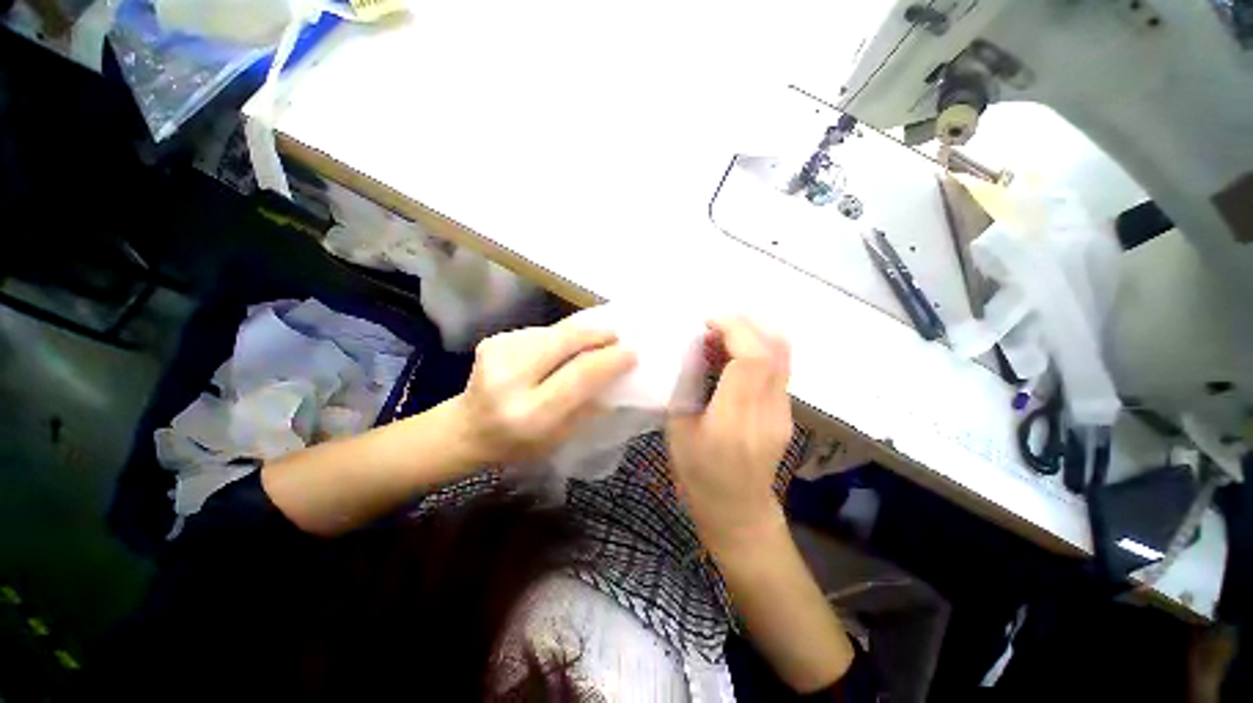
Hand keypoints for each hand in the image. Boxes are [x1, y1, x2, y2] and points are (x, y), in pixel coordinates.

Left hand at [456, 320, 635, 464]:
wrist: (466, 429)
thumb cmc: (518, 444)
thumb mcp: (560, 438)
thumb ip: (588, 406)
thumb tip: (616, 376)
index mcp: (531, 414)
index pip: (580, 375)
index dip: (609, 360)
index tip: (631, 352)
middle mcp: (510, 380)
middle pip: (565, 342)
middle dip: (597, 335)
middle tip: (616, 336)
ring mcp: (497, 355)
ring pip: (554, 332)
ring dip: (580, 333)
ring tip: (595, 339)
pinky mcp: (493, 340)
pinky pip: (540, 331)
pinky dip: (559, 336)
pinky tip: (565, 344)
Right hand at [666, 317, 792, 550]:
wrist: (738, 512)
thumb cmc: (698, 475)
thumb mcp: (678, 430)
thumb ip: (687, 387)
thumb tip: (696, 351)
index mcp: (733, 421)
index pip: (752, 359)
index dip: (735, 330)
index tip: (709, 322)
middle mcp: (767, 413)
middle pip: (776, 350)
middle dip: (746, 325)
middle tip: (715, 325)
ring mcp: (783, 413)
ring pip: (783, 356)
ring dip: (755, 335)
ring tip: (723, 337)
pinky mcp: (786, 413)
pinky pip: (778, 369)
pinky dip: (758, 350)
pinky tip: (733, 357)